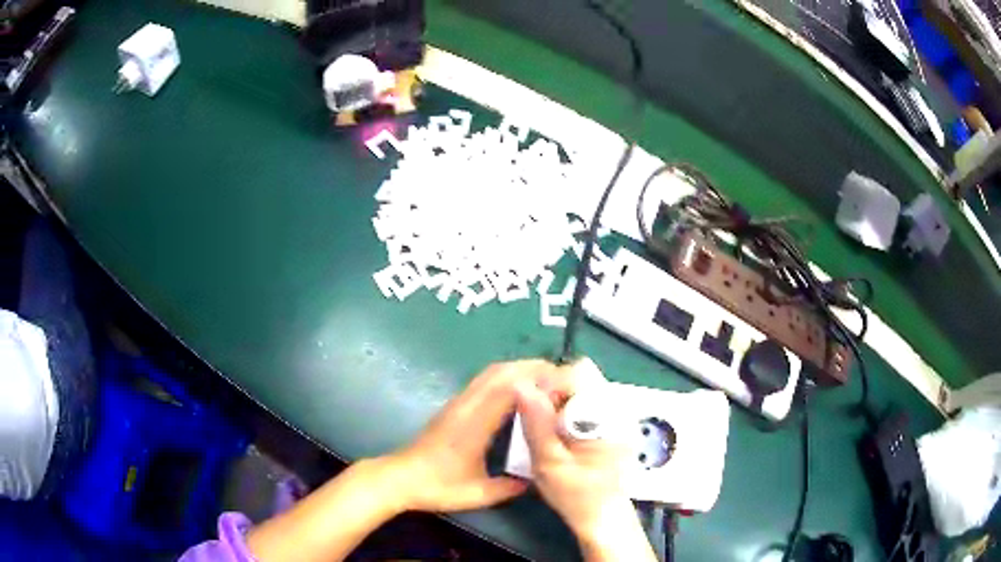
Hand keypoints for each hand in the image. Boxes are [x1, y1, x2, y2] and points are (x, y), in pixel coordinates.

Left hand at [386, 359, 558, 512]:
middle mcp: (467, 406)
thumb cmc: (437, 485)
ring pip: (491, 373)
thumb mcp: (477, 494)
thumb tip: (537, 478)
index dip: (537, 379)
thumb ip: (508, 488)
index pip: (508, 389)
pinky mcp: (455, 406)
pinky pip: (484, 381)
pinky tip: (520, 391)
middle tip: (561, 376)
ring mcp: (459, 403)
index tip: (562, 381)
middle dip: (532, 367)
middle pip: (501, 372)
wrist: (400, 477)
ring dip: (519, 369)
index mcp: (474, 424)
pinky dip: (506, 377)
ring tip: (546, 379)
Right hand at [516, 361, 655, 560]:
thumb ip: (537, 424)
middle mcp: (619, 407)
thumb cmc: (576, 494)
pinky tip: (560, 433)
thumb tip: (521, 385)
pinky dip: (568, 408)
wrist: (601, 515)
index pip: (577, 373)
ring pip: (582, 384)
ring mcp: (619, 412)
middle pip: (581, 375)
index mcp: (608, 416)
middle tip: (538, 422)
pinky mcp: (613, 419)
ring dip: (559, 400)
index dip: (548, 384)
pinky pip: (586, 398)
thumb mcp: (549, 463)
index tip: (530, 407)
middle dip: (553, 391)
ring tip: (548, 429)